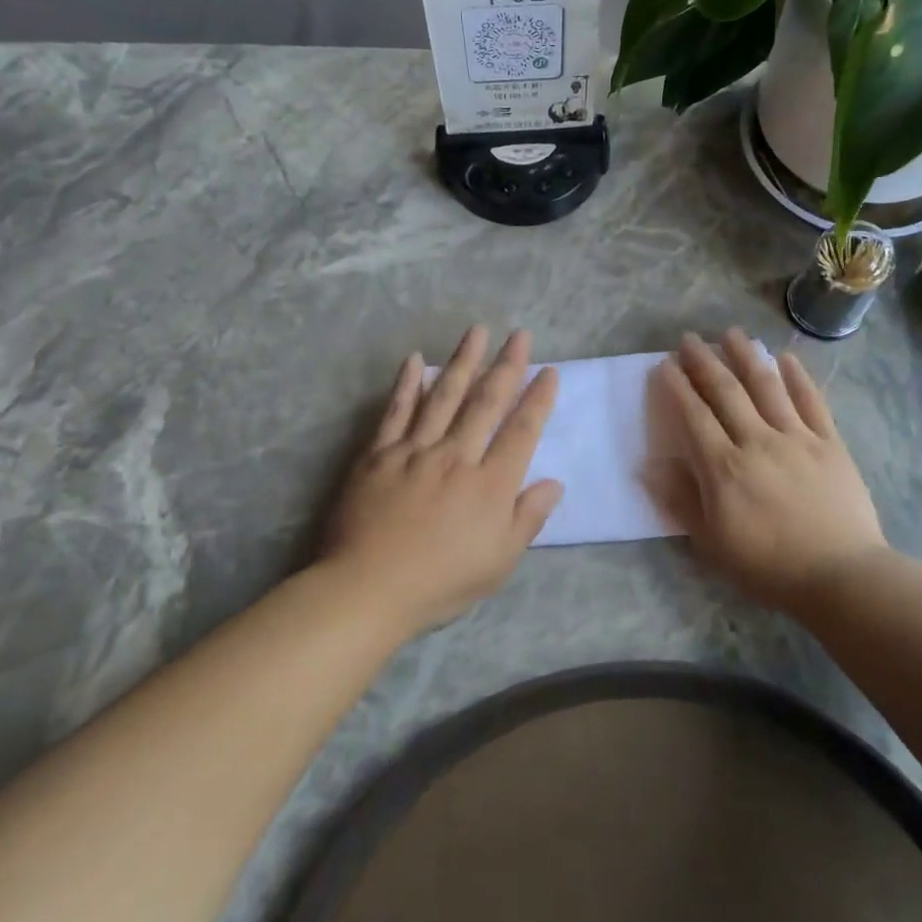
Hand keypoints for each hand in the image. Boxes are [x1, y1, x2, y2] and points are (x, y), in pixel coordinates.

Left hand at [322, 326, 562, 633]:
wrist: (367, 589)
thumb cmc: (440, 582)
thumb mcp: (499, 562)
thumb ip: (528, 519)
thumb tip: (554, 482)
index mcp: (490, 484)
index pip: (522, 431)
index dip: (538, 399)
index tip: (550, 372)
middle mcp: (456, 456)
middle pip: (486, 403)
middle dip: (507, 366)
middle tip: (520, 335)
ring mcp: (414, 451)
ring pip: (443, 396)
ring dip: (463, 361)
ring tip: (477, 332)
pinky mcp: (379, 454)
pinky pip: (396, 411)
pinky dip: (406, 383)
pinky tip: (414, 359)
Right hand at [654, 329, 887, 611]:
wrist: (841, 576)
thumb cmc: (768, 566)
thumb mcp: (712, 544)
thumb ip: (680, 501)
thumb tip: (649, 465)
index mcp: (724, 467)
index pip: (694, 415)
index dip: (677, 387)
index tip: (665, 364)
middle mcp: (757, 441)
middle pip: (727, 392)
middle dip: (705, 362)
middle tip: (690, 339)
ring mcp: (797, 438)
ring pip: (767, 386)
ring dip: (747, 356)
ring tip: (733, 333)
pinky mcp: (830, 443)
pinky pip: (811, 402)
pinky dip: (798, 377)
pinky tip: (786, 358)